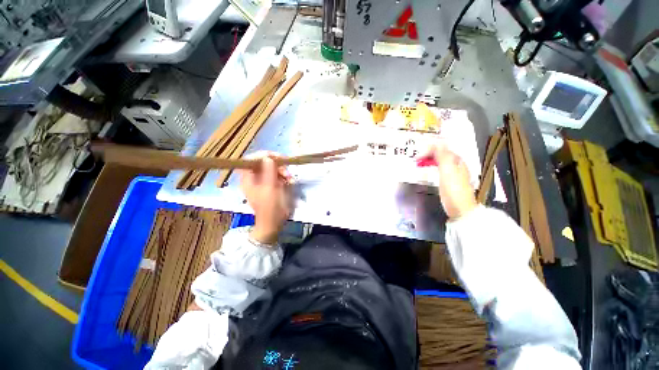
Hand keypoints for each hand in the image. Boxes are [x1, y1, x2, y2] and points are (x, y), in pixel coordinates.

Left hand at [239, 152, 291, 244]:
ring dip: (283, 171)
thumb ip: (269, 172)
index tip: (276, 157)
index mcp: (248, 179)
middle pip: (264, 163)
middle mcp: (255, 178)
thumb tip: (268, 157)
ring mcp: (264, 181)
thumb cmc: (270, 207)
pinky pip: (278, 175)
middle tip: (287, 169)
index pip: (251, 160)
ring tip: (291, 178)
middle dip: (277, 164)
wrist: (275, 222)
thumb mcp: (270, 189)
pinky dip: (285, 176)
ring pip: (273, 168)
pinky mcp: (272, 184)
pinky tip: (291, 181)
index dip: (262, 156)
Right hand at [417, 143, 476, 219]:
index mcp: (456, 161)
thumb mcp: (447, 171)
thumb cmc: (453, 190)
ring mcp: (454, 173)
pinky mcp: (450, 181)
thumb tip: (437, 143)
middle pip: (441, 154)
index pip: (441, 149)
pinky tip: (428, 171)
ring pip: (440, 161)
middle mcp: (456, 165)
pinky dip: (432, 167)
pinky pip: (440, 169)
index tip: (416, 158)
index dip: (428, 150)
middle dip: (428, 154)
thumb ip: (443, 156)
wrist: (461, 210)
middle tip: (416, 160)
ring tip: (419, 164)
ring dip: (429, 160)